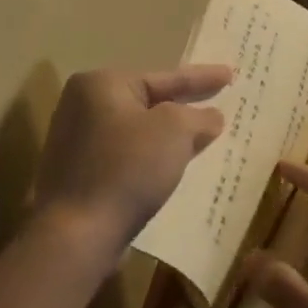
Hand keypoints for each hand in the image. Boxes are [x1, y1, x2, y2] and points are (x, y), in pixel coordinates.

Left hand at [31, 65, 231, 263]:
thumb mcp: (175, 131)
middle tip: (217, 101)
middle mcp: (82, 107)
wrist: (78, 233)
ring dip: (170, 136)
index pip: (164, 77)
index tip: (230, 74)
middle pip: (148, 102)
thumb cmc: (128, 168)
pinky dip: (152, 158)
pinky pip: (128, 156)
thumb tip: (211, 118)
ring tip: (204, 135)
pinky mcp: (80, 175)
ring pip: (139, 131)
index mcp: (101, 85)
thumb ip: (198, 117)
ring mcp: (77, 143)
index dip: (201, 77)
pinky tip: (174, 166)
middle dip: (184, 106)